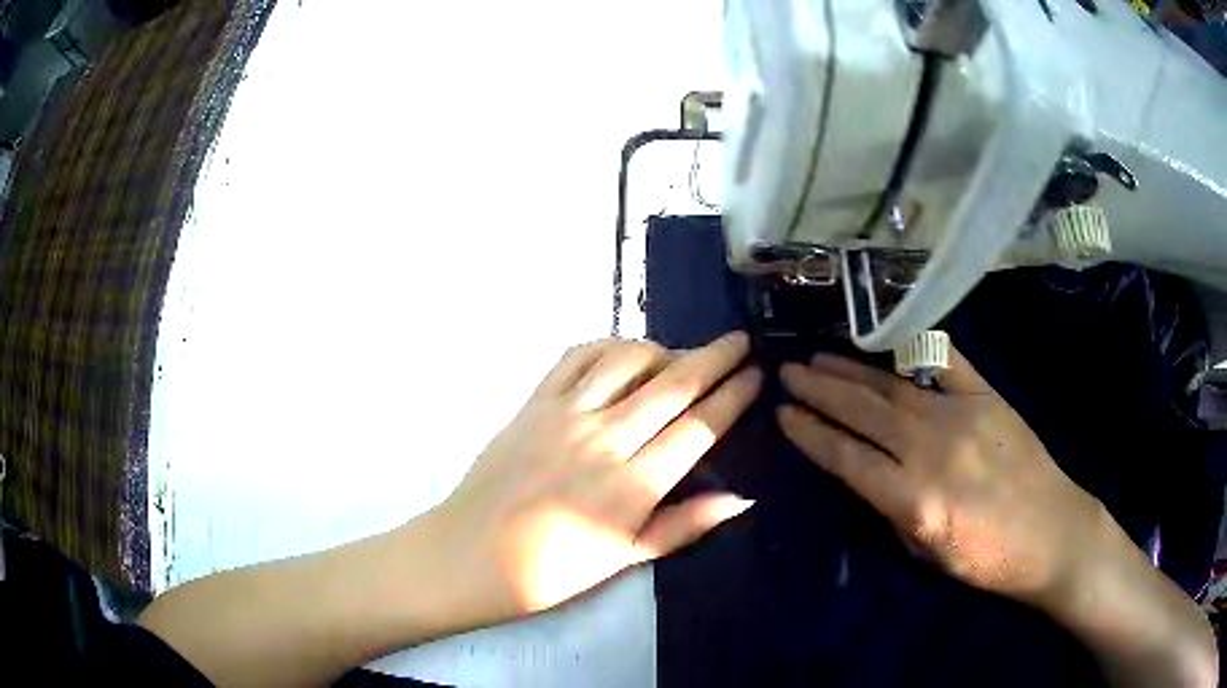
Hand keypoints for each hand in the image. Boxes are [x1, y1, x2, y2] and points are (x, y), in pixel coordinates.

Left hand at [432, 333, 760, 624]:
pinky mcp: (533, 403)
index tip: (756, 374)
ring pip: (628, 361)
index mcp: (633, 485)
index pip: (699, 428)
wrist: (469, 556)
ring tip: (682, 355)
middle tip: (740, 340)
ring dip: (664, 349)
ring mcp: (566, 415)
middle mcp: (605, 439)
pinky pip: (577, 359)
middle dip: (715, 357)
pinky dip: (608, 347)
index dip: (734, 396)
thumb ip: (684, 525)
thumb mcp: (624, 558)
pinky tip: (623, 355)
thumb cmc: (550, 572)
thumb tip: (742, 498)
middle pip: (673, 384)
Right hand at [777, 347, 1102, 603]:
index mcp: (914, 501)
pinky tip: (885, 341)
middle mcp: (932, 451)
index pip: (847, 458)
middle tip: (788, 371)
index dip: (811, 434)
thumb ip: (892, 509)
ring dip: (852, 370)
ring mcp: (962, 415)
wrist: (1053, 533)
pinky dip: (911, 349)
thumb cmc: (988, 559)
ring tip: (819, 356)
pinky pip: (944, 362)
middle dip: (820, 391)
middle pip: (863, 413)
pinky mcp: (987, 395)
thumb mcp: (927, 553)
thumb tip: (867, 472)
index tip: (783, 414)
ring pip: (893, 386)